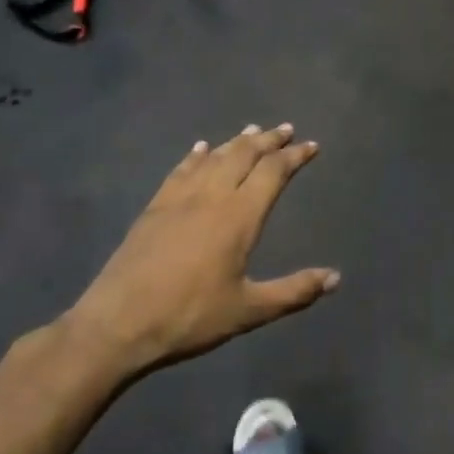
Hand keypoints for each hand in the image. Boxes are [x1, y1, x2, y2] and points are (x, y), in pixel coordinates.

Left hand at [54, 124, 337, 380]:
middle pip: (243, 155)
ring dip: (236, 142)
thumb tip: (335, 277)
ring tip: (252, 131)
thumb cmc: (189, 317)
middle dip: (268, 140)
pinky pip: (181, 171)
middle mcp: (211, 196)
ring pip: (213, 158)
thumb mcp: (248, 310)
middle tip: (286, 129)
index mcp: (239, 216)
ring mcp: (179, 199)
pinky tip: (200, 149)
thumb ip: (294, 291)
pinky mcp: (154, 208)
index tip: (311, 145)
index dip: (294, 156)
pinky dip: (196, 156)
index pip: (273, 173)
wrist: (117, 324)